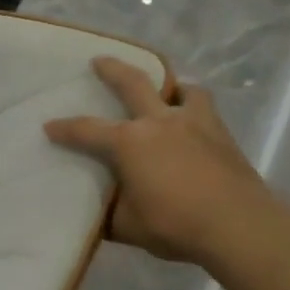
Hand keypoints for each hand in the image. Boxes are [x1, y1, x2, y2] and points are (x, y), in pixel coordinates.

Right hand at [45, 57, 280, 264]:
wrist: (240, 228)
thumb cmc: (175, 225)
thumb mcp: (127, 226)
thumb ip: (108, 214)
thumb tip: (95, 213)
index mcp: (129, 142)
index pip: (86, 130)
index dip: (64, 128)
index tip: (48, 126)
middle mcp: (158, 122)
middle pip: (132, 84)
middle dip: (112, 70)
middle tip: (99, 60)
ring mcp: (194, 124)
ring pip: (182, 90)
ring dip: (170, 85)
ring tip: (166, 90)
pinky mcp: (222, 135)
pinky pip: (206, 110)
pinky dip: (195, 107)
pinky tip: (194, 121)